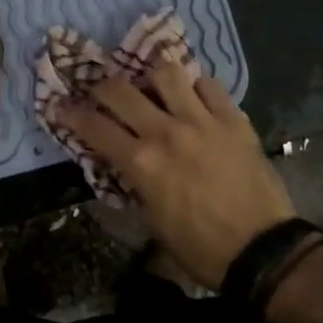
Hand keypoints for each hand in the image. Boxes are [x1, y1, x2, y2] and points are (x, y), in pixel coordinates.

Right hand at [55, 60, 293, 286]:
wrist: (261, 249)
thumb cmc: (200, 247)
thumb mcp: (151, 222)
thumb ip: (133, 186)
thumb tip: (121, 166)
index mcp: (141, 163)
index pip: (94, 127)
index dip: (71, 114)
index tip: (61, 106)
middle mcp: (166, 132)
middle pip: (121, 90)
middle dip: (102, 87)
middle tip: (101, 92)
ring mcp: (202, 120)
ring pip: (167, 73)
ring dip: (152, 79)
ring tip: (153, 89)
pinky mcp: (234, 119)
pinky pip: (209, 85)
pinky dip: (196, 87)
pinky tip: (195, 99)